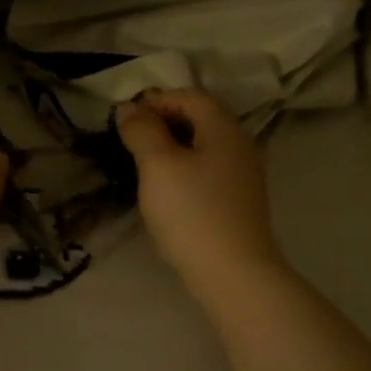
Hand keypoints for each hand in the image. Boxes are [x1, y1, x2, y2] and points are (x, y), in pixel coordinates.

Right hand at [115, 89, 284, 304]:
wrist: (232, 273)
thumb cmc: (192, 212)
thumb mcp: (158, 165)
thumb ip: (142, 131)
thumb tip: (129, 108)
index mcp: (224, 129)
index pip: (190, 97)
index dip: (157, 100)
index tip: (126, 119)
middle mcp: (240, 145)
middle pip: (200, 119)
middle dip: (163, 122)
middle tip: (130, 140)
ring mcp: (243, 175)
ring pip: (203, 147)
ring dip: (172, 147)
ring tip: (142, 165)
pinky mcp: (238, 201)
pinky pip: (208, 170)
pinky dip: (184, 169)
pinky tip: (166, 190)